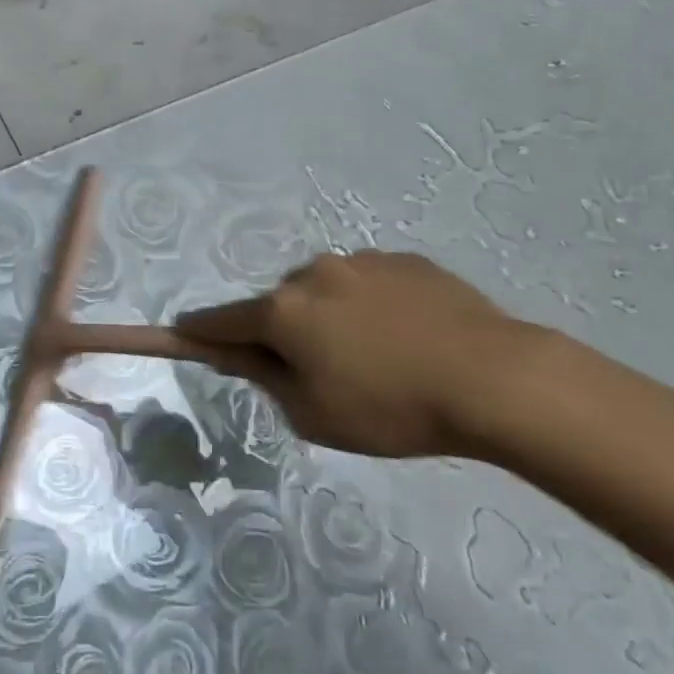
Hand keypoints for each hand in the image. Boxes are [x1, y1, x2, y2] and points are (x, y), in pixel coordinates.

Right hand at [177, 250, 554, 458]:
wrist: (491, 377)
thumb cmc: (391, 408)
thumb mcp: (315, 414)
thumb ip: (266, 379)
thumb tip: (238, 355)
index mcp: (284, 310)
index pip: (223, 320)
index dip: (199, 330)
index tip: (182, 331)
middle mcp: (313, 273)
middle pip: (279, 304)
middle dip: (284, 332)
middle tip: (319, 373)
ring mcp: (361, 260)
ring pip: (324, 290)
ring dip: (330, 316)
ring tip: (377, 358)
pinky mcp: (403, 259)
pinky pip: (368, 283)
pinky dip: (370, 306)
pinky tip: (406, 338)